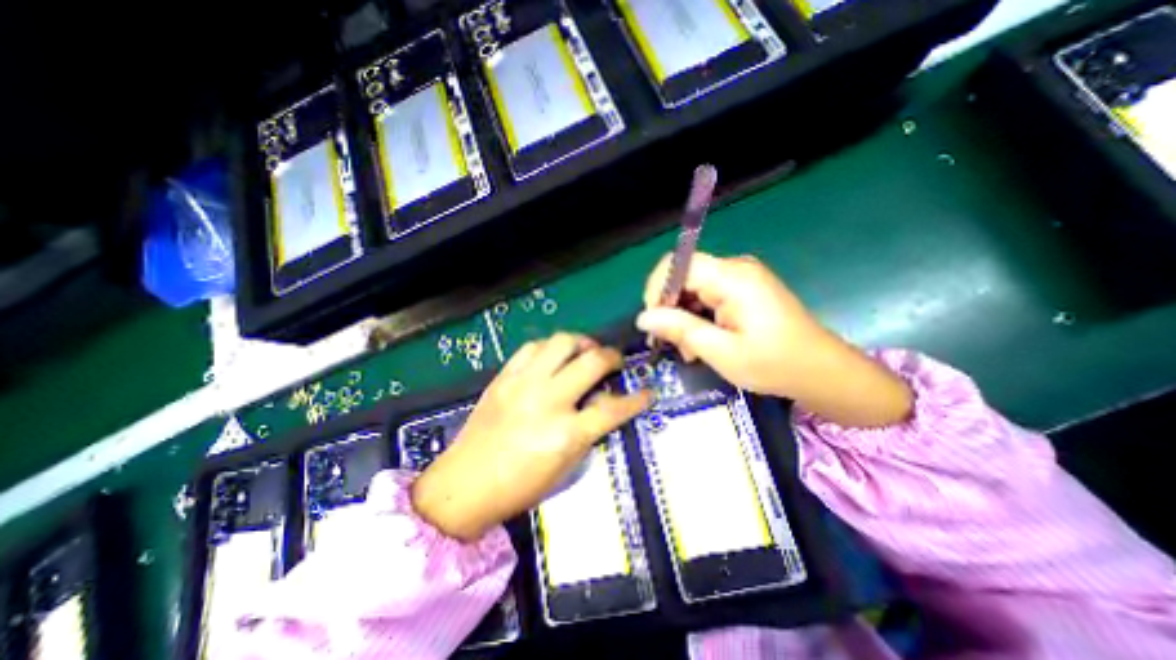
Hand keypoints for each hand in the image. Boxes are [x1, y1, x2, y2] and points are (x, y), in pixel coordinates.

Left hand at [411, 334, 650, 544]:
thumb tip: (605, 403)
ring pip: (562, 342)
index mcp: (566, 434)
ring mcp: (523, 384)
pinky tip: (553, 358)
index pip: (614, 408)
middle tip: (614, 362)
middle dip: (612, 356)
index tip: (647, 392)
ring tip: (585, 353)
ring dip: (581, 343)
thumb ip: (590, 432)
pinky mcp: (504, 377)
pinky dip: (550, 348)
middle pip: (591, 361)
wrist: (464, 485)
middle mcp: (548, 401)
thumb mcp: (566, 467)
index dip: (638, 398)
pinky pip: (532, 346)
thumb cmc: (520, 487)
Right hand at [641, 253, 911, 426]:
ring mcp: (741, 278)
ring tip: (689, 350)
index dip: (658, 288)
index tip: (654, 321)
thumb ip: (680, 330)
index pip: (679, 264)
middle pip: (684, 276)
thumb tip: (643, 317)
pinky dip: (698, 317)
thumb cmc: (775, 364)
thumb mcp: (722, 352)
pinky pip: (707, 295)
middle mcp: (736, 269)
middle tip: (671, 343)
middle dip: (670, 308)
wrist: (822, 372)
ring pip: (693, 288)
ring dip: (683, 317)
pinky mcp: (744, 290)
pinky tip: (702, 342)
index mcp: (733, 278)